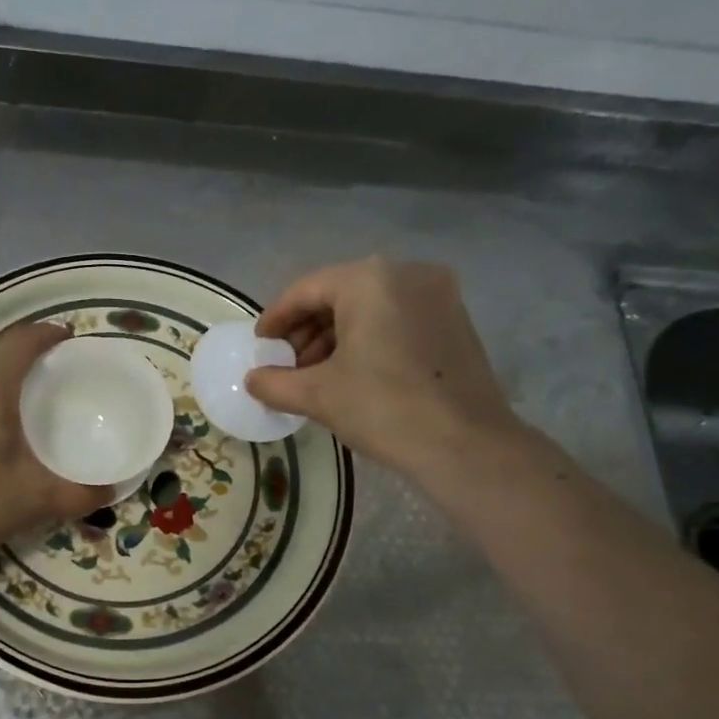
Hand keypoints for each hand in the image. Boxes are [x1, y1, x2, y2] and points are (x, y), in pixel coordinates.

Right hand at [246, 258, 525, 479]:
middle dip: (306, 330)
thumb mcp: (317, 395)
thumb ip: (275, 382)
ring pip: (370, 307)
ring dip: (336, 337)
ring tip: (316, 376)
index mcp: (369, 280)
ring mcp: (438, 295)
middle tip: (286, 365)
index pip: (306, 290)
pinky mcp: (456, 320)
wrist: (465, 445)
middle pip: (339, 294)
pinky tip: (354, 374)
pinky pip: (397, 319)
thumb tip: (253, 379)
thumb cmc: (383, 408)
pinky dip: (369, 339)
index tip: (259, 346)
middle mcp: (407, 273)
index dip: (276, 319)